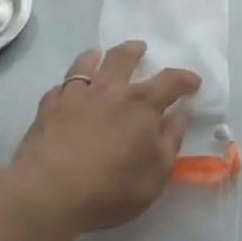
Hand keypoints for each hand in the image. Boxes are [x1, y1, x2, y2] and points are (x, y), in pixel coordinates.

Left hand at [11, 42, 200, 234]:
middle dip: (135, 50)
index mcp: (141, 104)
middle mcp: (110, 90)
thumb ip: (170, 143)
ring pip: (86, 64)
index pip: (170, 81)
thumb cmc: (111, 187)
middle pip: (123, 58)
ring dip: (96, 57)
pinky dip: (67, 87)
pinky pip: (59, 88)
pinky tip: (66, 93)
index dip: (184, 79)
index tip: (193, 82)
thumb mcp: (155, 175)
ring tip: (98, 56)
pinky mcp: (47, 108)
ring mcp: (75, 95)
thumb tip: (177, 118)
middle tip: (140, 48)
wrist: (48, 192)